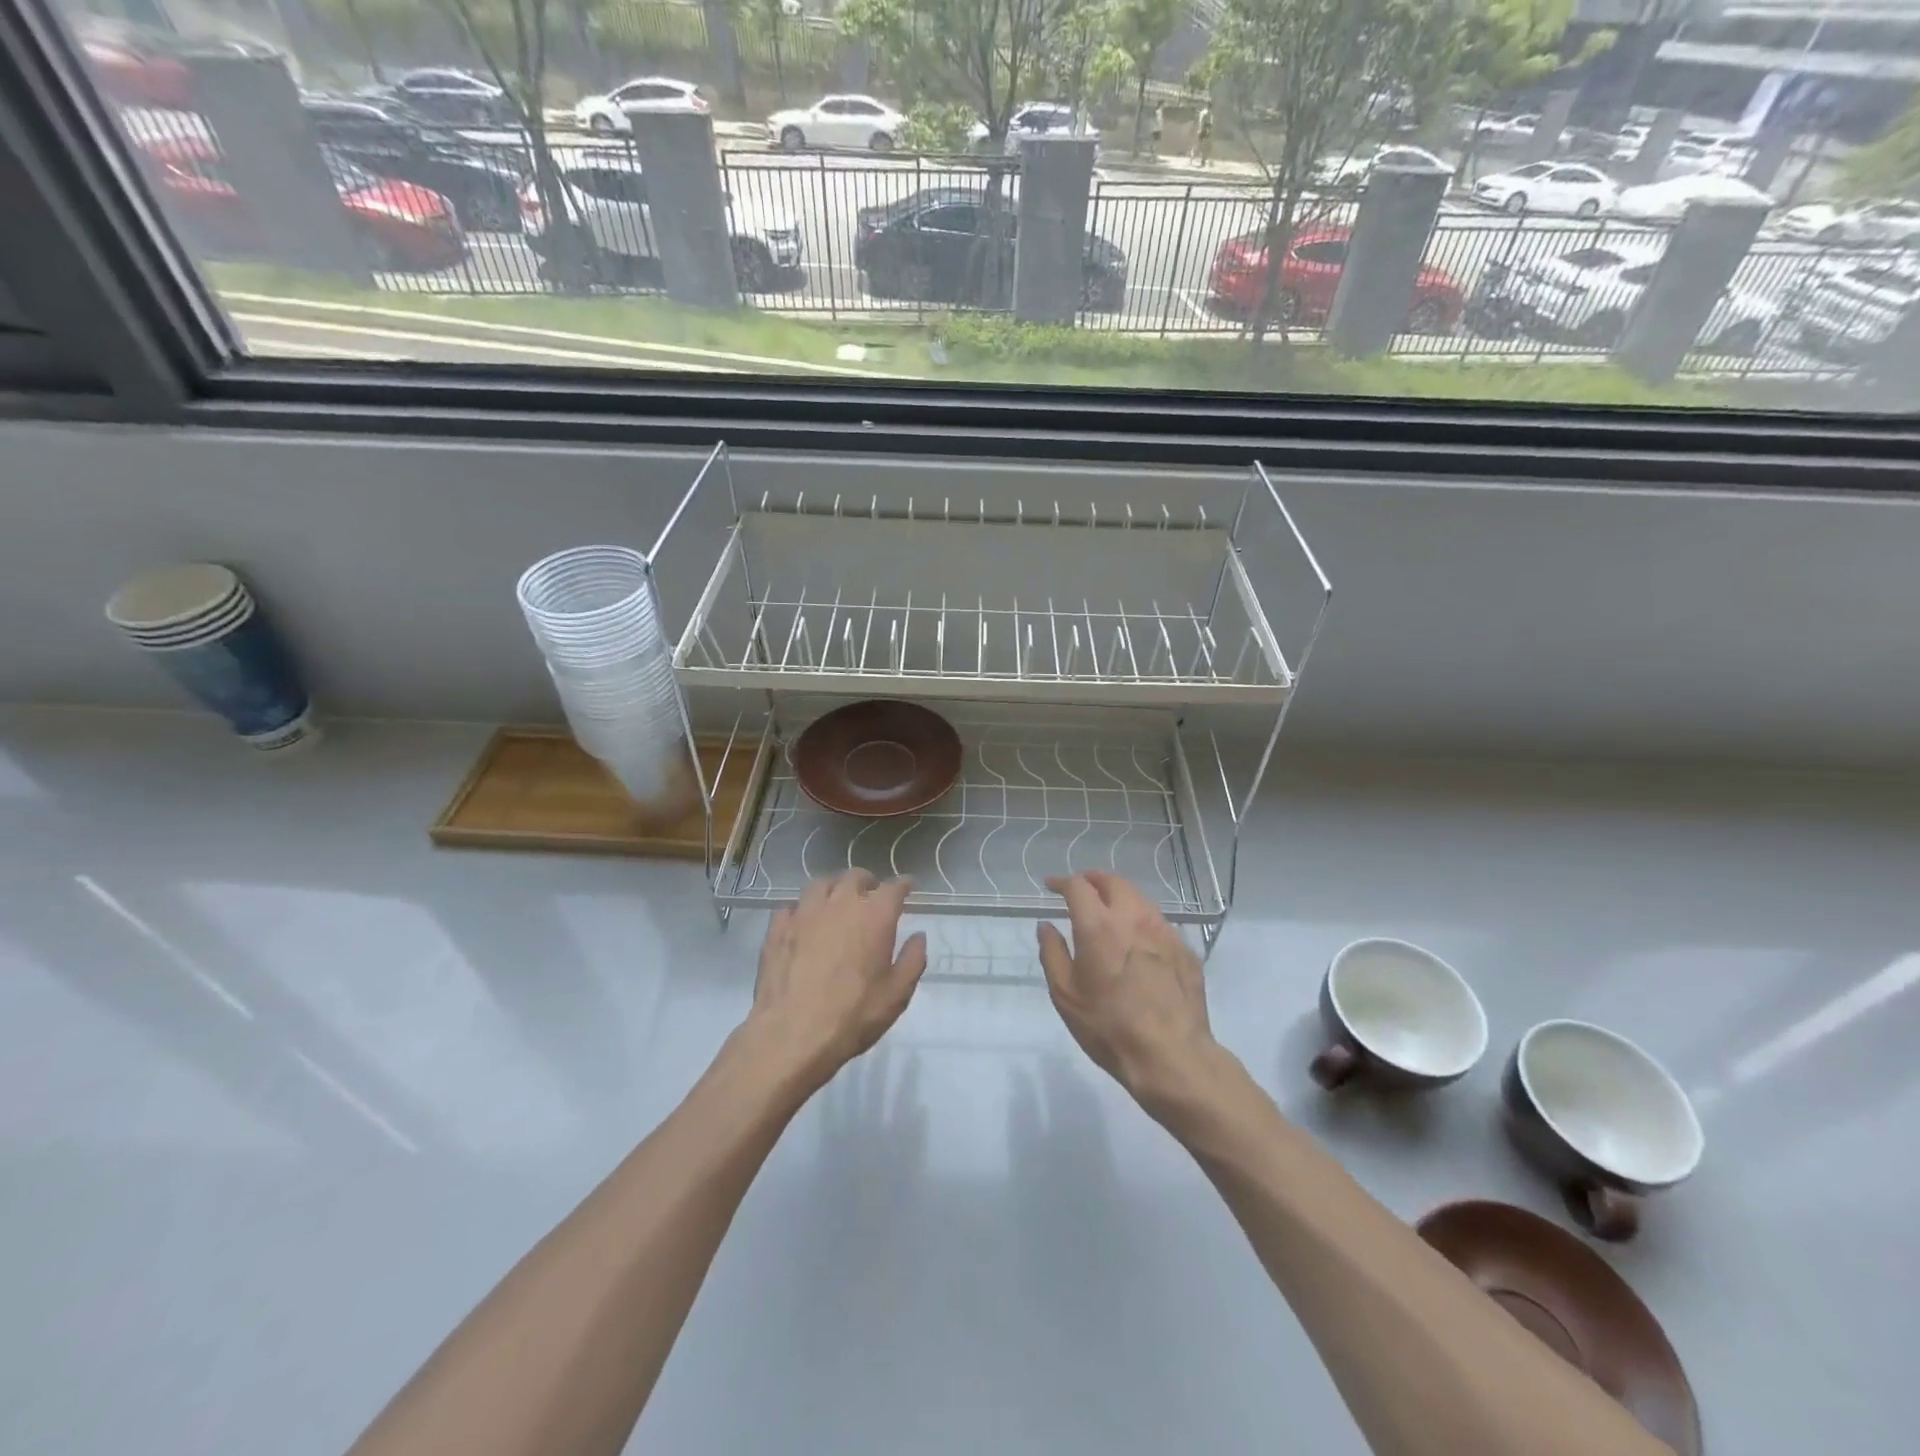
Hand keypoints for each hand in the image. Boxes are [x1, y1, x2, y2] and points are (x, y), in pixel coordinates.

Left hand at [748, 871, 927, 1090]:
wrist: (792, 1034)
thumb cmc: (853, 1015)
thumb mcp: (897, 994)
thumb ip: (913, 960)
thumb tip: (918, 936)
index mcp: (874, 915)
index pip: (893, 887)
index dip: (903, 885)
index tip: (908, 887)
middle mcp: (840, 904)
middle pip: (855, 877)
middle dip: (867, 882)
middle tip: (871, 895)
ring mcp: (805, 913)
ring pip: (821, 884)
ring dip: (834, 889)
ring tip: (837, 902)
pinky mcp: (778, 928)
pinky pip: (792, 906)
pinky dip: (802, 909)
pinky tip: (803, 922)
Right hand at [1037, 871, 1218, 1111]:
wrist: (1172, 1056)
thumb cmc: (1109, 1027)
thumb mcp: (1066, 995)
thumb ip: (1052, 954)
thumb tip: (1046, 926)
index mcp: (1099, 926)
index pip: (1078, 886)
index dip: (1062, 881)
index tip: (1052, 886)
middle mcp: (1133, 918)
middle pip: (1114, 882)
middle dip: (1094, 880)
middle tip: (1082, 889)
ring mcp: (1164, 931)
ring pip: (1140, 899)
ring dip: (1120, 897)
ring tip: (1109, 910)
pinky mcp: (1185, 949)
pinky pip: (1159, 923)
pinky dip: (1141, 921)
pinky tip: (1138, 940)